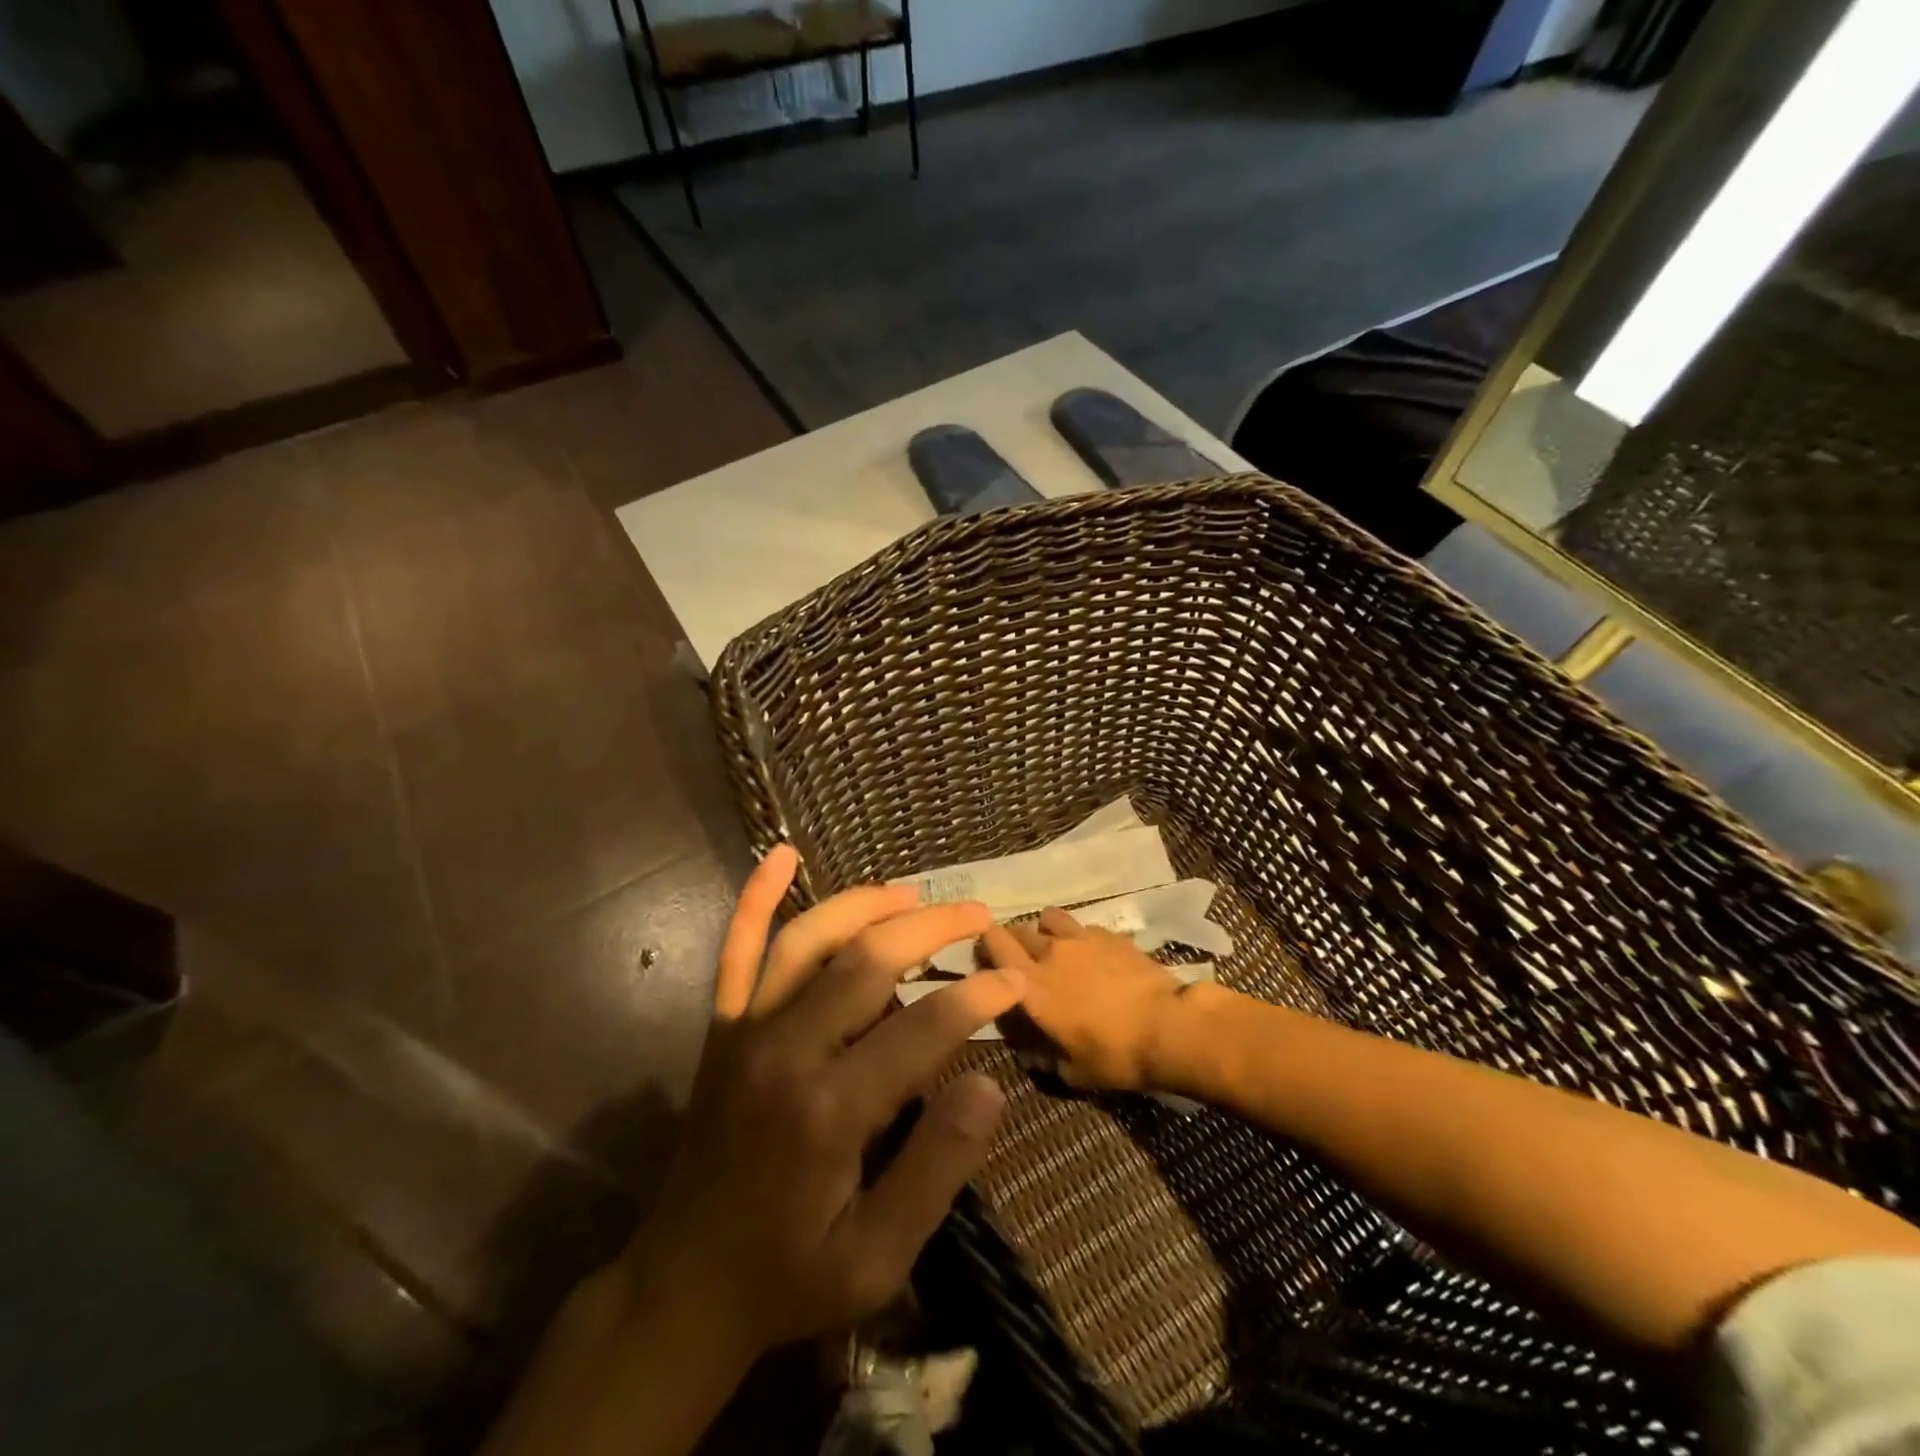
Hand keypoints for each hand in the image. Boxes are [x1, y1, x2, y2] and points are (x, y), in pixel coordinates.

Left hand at [628, 845, 1024, 1364]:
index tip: (1013, 979)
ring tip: (912, 894)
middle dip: (932, 929)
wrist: (683, 1287)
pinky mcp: (722, 1028)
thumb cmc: (790, 1275)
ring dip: (865, 905)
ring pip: (810, 939)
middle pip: (869, 962)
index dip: (976, 997)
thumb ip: (935, 1169)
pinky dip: (756, 898)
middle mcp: (785, 1051)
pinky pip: (736, 950)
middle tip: (976, 915)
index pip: (922, 1028)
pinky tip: (779, 854)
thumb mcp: (877, 1259)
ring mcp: (747, 1031)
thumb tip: (988, 1084)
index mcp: (829, 1110)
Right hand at [981, 907, 1184, 1091]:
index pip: (995, 945)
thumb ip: (1046, 1061)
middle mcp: (1050, 953)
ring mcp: (1081, 938)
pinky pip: (1083, 926)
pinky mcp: (1109, 934)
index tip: (986, 957)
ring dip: (1045, 929)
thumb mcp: (1074, 1072)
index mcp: (1031, 985)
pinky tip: (1091, 953)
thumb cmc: (1115, 1055)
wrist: (1168, 1026)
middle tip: (1019, 959)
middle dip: (1013, 940)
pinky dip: (1079, 936)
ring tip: (1054, 946)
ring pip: (1049, 917)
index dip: (986, 945)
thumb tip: (1031, 1057)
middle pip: (1018, 930)